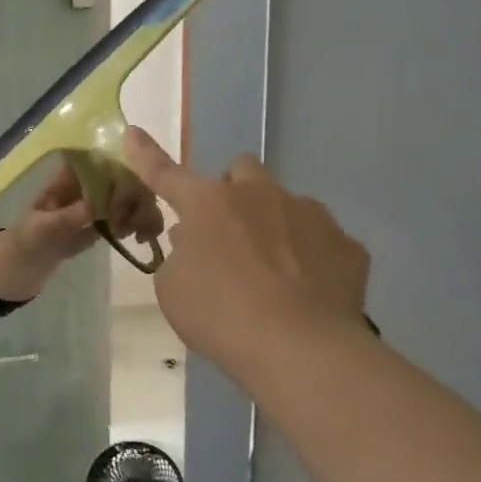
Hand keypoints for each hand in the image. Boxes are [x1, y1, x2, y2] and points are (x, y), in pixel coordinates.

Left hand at [14, 159, 165, 259]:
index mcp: (68, 179)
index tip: (134, 189)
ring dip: (142, 210)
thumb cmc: (26, 241)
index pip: (99, 161)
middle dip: (137, 194)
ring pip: (129, 197)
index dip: (121, 168)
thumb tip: (96, 205)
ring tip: (142, 233)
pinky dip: (138, 224)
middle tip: (139, 219)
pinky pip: (127, 218)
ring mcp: (95, 206)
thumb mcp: (43, 228)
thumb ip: (68, 217)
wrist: (21, 267)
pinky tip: (141, 238)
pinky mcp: (102, 226)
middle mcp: (86, 187)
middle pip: (122, 177)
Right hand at [120, 128, 370, 381]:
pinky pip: (320, 241)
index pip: (166, 174)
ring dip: (271, 225)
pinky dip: (307, 258)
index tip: (132, 132)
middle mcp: (261, 196)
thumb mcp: (173, 288)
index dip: (146, 155)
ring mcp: (311, 216)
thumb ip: (180, 255)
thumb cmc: (219, 315)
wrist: (300, 349)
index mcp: (208, 204)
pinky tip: (302, 292)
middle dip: (231, 192)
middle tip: (225, 232)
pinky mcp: (348, 245)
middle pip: (241, 170)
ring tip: (270, 274)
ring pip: (285, 204)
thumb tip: (196, 240)